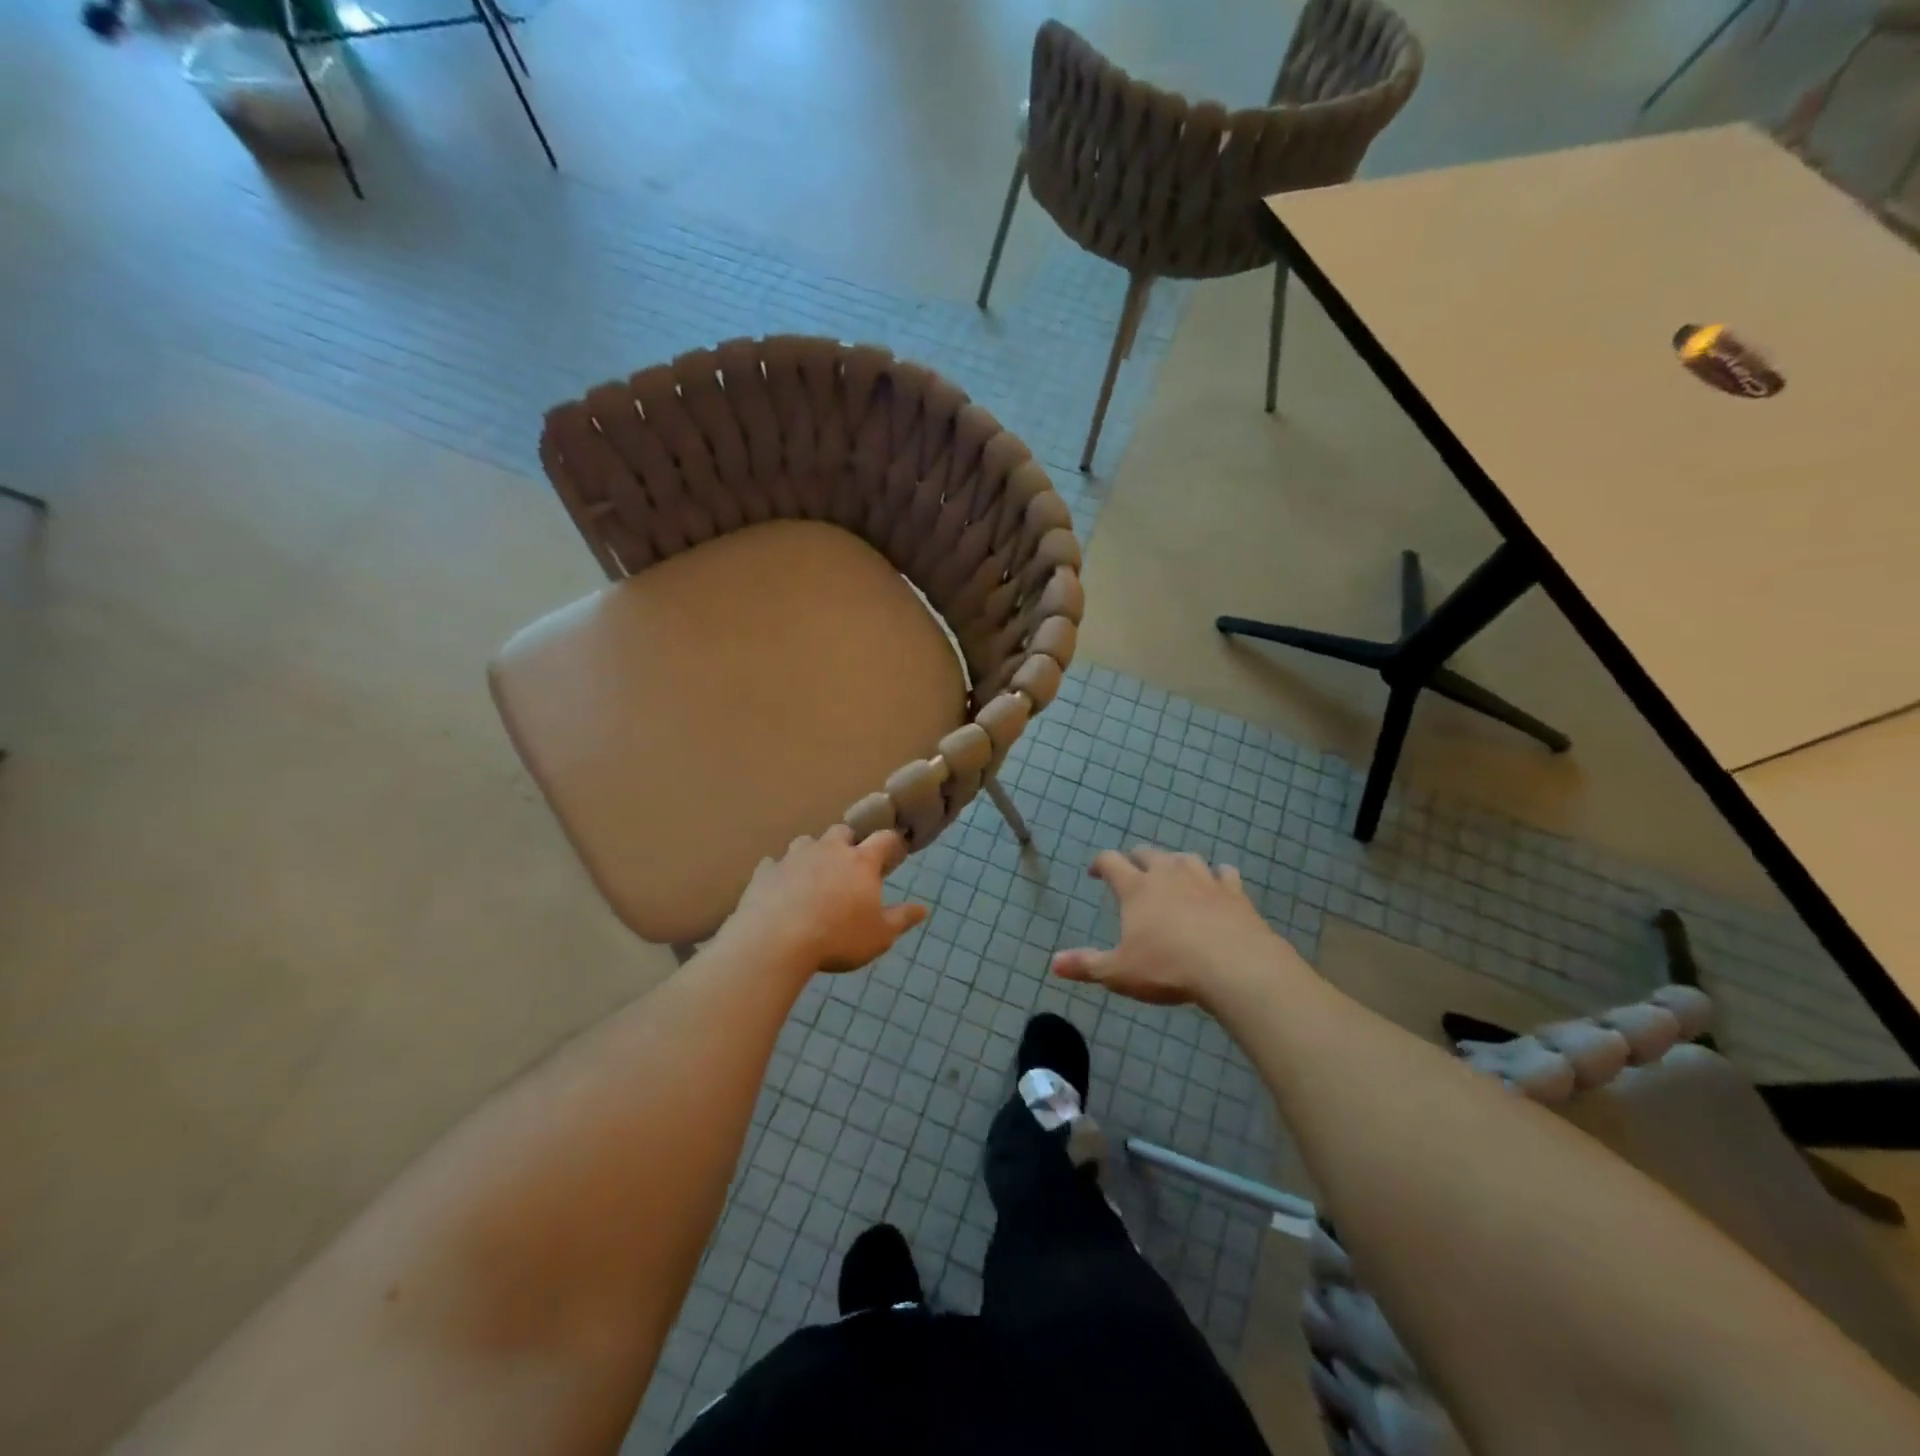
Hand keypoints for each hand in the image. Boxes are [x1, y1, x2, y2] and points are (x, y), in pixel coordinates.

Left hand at [721, 826, 927, 973]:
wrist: (776, 941)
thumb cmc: (838, 937)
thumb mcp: (880, 935)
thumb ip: (901, 919)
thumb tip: (924, 909)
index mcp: (861, 862)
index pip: (884, 839)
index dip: (892, 843)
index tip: (895, 853)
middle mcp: (829, 850)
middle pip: (842, 832)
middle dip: (848, 843)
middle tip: (849, 864)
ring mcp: (794, 857)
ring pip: (806, 842)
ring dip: (813, 854)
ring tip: (813, 876)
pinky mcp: (766, 871)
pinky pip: (774, 864)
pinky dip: (780, 873)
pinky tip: (779, 889)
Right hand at [1052, 847, 1285, 1007]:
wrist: (1234, 967)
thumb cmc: (1169, 967)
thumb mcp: (1120, 972)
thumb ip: (1087, 965)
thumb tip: (1053, 963)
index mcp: (1136, 888)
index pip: (1111, 862)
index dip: (1100, 863)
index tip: (1095, 872)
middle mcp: (1168, 874)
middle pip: (1148, 853)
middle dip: (1136, 858)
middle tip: (1132, 869)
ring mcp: (1204, 880)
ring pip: (1186, 858)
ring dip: (1175, 862)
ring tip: (1172, 872)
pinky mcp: (1234, 893)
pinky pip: (1225, 873)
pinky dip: (1218, 875)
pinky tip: (1219, 881)